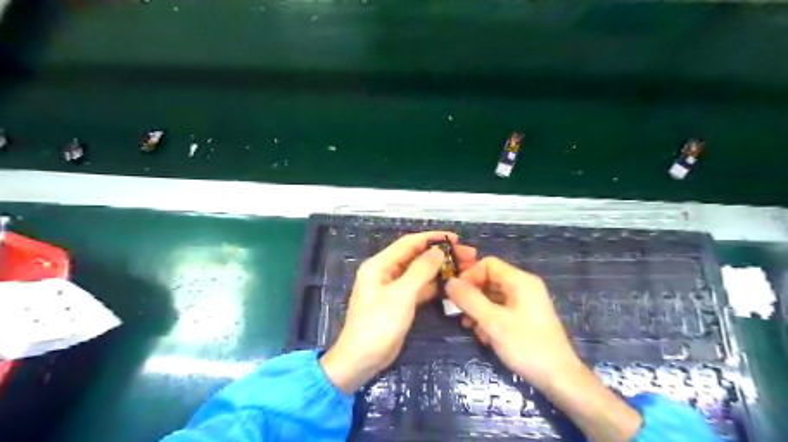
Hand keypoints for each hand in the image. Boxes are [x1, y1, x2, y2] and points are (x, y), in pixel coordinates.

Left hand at [318, 231, 473, 392]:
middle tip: (467, 255)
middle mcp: (385, 271)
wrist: (361, 359)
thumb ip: (421, 270)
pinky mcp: (399, 301)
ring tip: (464, 268)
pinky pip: (418, 287)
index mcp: (380, 264)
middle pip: (416, 256)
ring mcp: (392, 287)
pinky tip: (451, 284)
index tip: (456, 238)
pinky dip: (433, 285)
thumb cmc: (378, 324)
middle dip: (440, 253)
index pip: (409, 243)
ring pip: (419, 272)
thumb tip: (438, 251)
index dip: (432, 238)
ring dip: (439, 269)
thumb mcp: (401, 295)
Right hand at [446, 258, 641, 441]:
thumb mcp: (493, 322)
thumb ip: (469, 299)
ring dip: (478, 309)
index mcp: (520, 280)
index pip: (488, 264)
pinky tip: (485, 336)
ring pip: (494, 296)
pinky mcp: (526, 317)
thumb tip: (449, 282)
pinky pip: (502, 309)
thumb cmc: (526, 346)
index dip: (469, 276)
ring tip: (470, 327)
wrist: (559, 378)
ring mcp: (526, 302)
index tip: (456, 295)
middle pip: (490, 279)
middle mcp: (524, 286)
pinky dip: (490, 318)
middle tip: (460, 314)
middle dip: (472, 295)